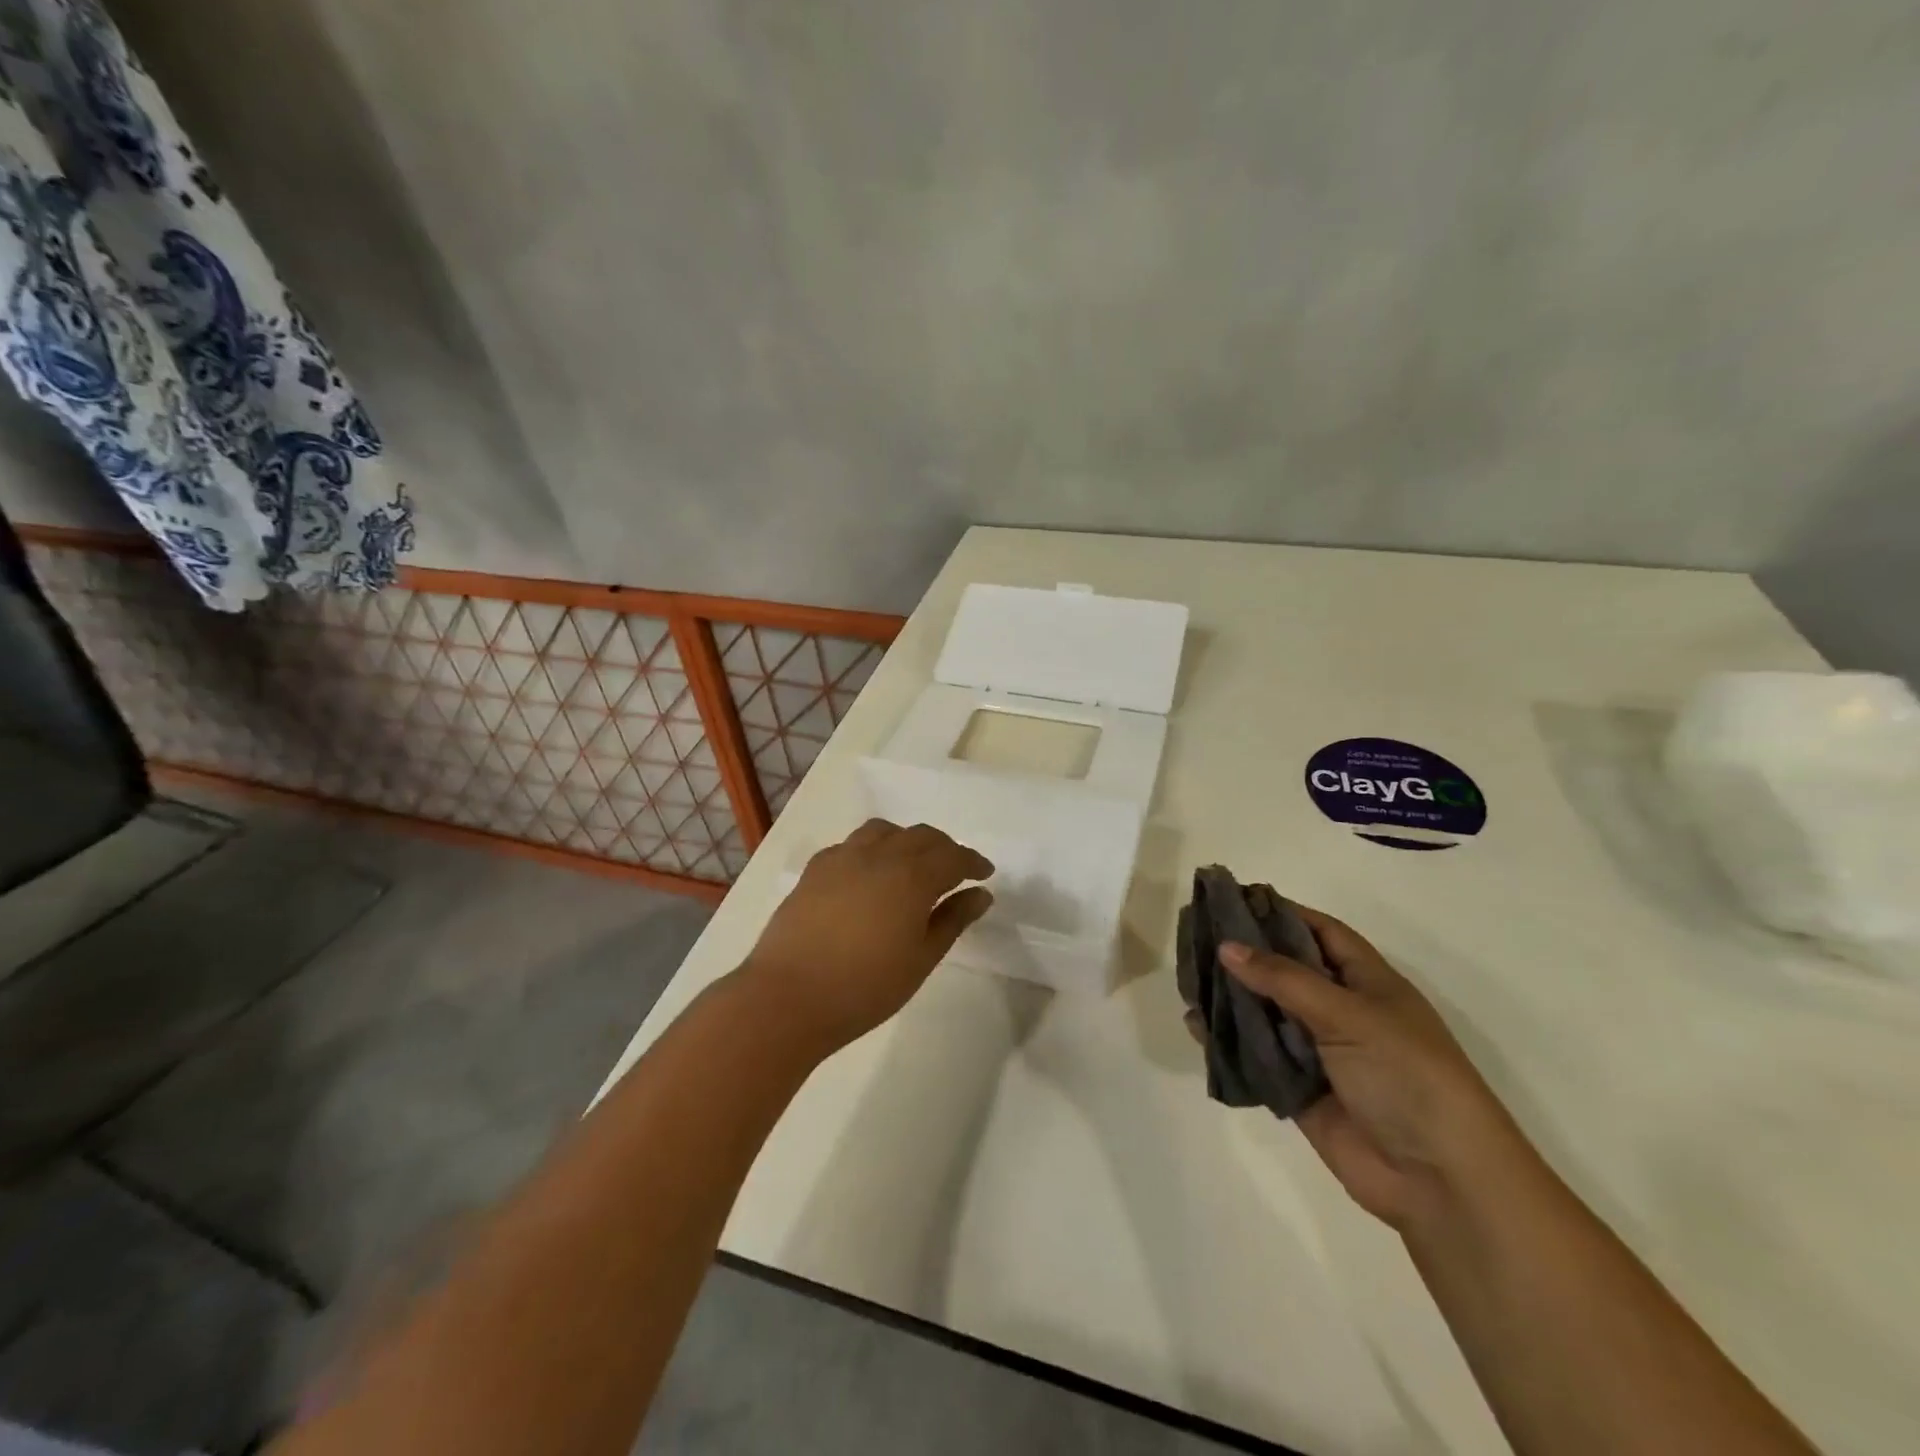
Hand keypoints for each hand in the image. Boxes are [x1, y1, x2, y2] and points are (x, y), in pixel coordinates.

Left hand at [739, 819, 993, 1054]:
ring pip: (884, 832)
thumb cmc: (864, 987)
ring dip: (906, 841)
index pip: (952, 856)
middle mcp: (880, 855)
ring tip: (912, 865)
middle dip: (944, 849)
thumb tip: (980, 895)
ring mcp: (842, 858)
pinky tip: (869, 874)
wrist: (788, 997)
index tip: (985, 874)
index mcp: (912, 876)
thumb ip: (952, 920)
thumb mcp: (921, 959)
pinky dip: (872, 850)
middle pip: (921, 836)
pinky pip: (852, 845)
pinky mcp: (815, 869)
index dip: (973, 862)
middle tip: (955, 871)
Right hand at [1219, 907, 1519, 1229]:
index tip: (1234, 897)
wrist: (1440, 1180)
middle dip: (1244, 953)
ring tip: (1186, 976)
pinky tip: (1195, 1024)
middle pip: (1285, 970)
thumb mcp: (1349, 1014)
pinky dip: (1226, 1041)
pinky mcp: (1298, 1090)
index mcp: (1368, 983)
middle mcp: (1341, 1012)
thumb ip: (1284, 979)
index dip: (1283, 912)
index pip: (1321, 932)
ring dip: (1229, 996)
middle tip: (1195, 933)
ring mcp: (1319, 1053)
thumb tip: (1226, 946)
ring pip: (1264, 1012)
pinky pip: (1255, 1057)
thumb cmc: (1406, 1076)